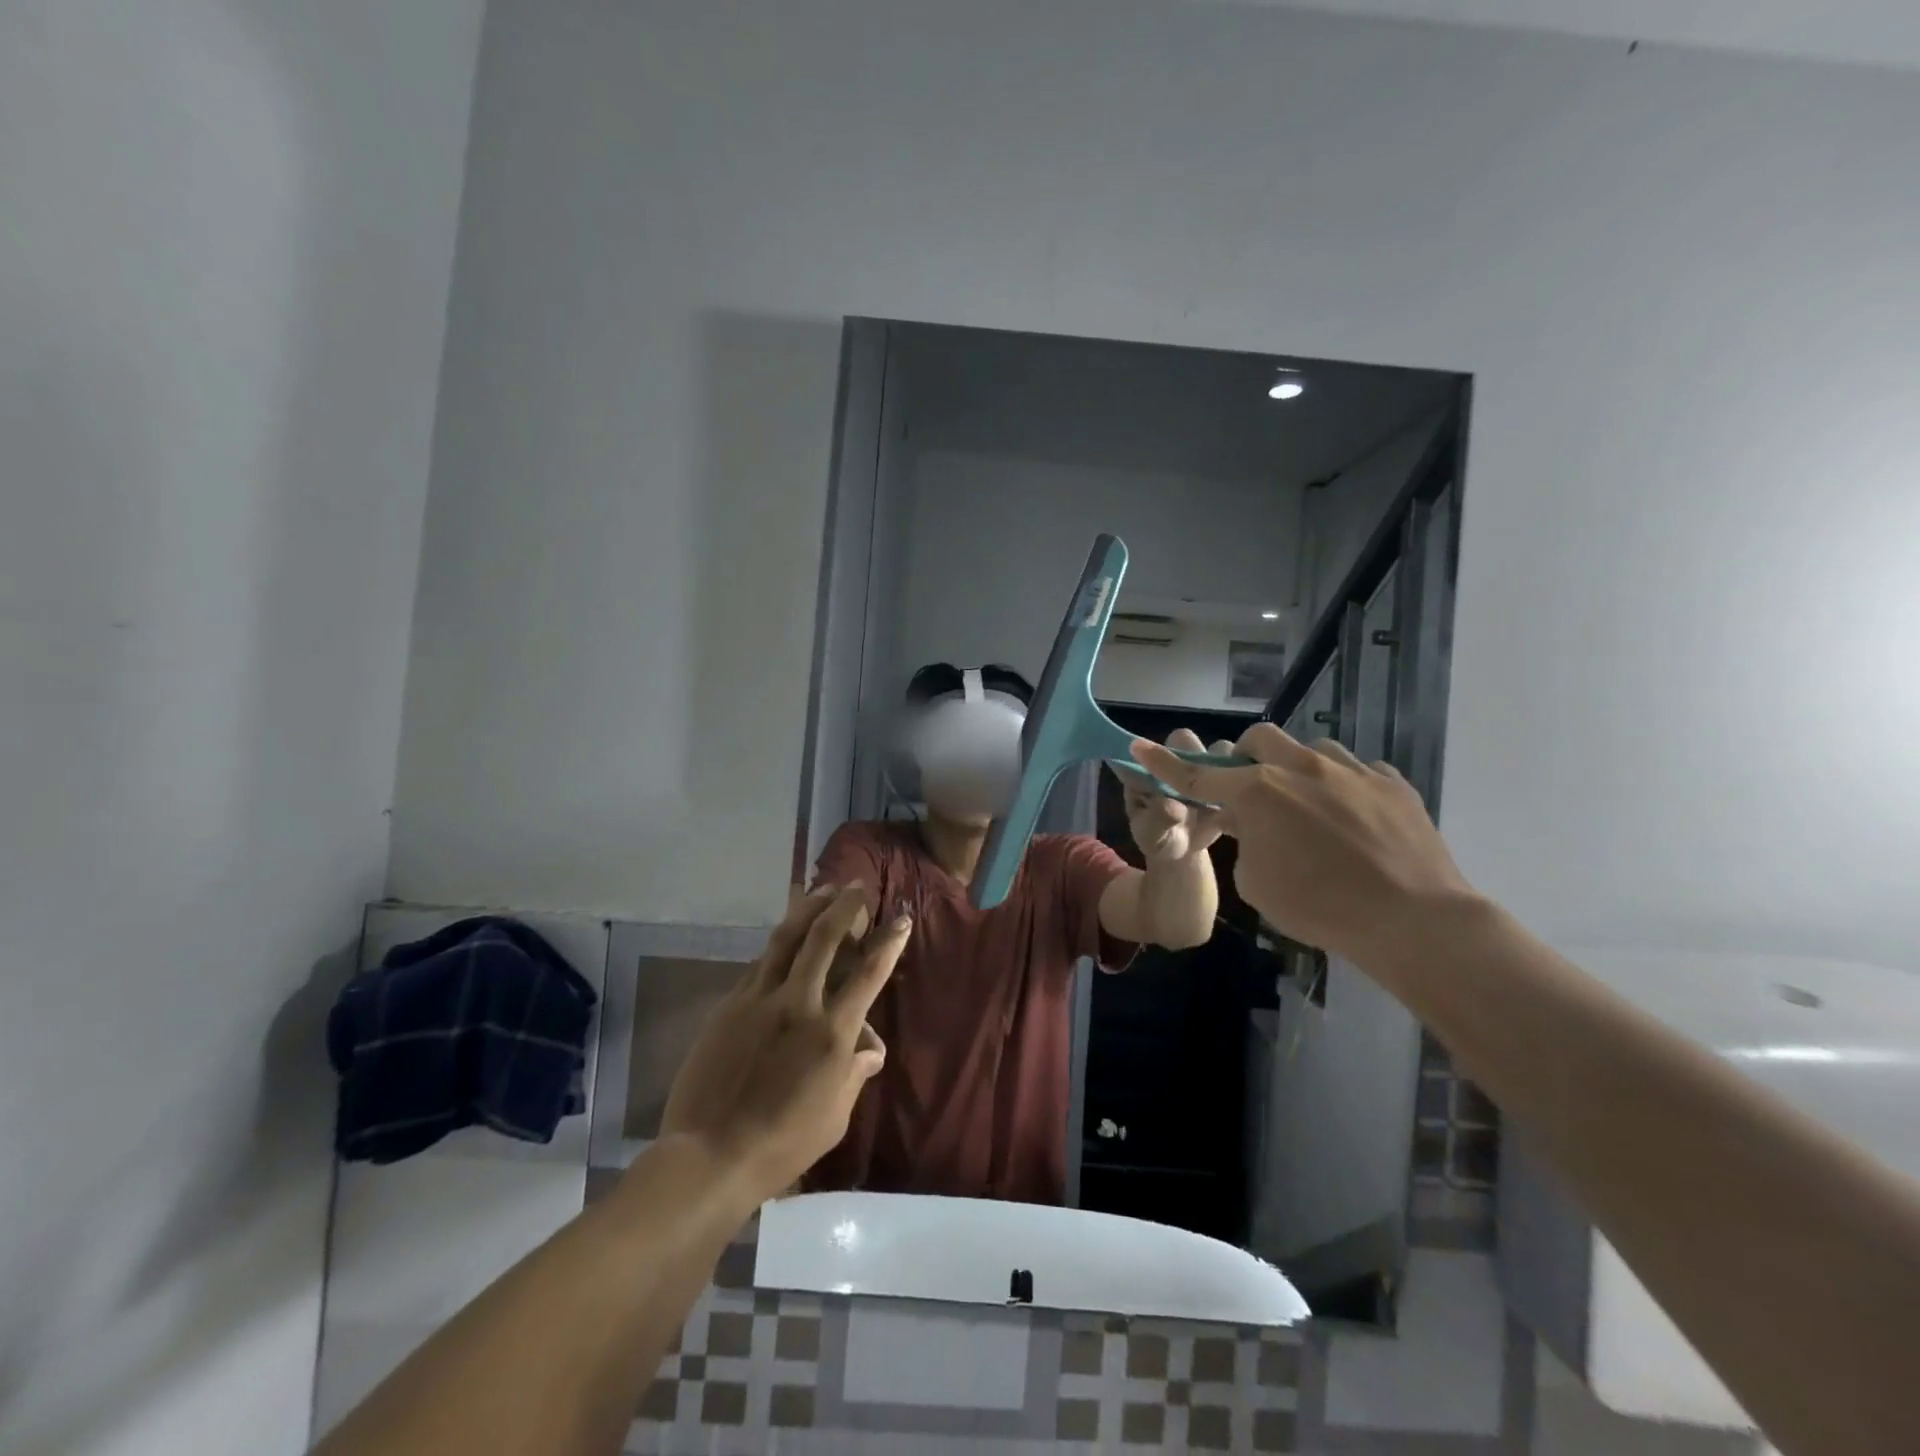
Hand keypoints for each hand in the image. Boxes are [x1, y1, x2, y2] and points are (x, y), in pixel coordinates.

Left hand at [660, 885, 909, 1198]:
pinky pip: (759, 964)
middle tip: (856, 887)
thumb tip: (871, 1049)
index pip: (869, 974)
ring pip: (786, 939)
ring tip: (822, 891)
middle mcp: (798, 1004)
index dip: (889, 941)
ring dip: (808, 909)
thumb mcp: (834, 1117)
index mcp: (831, 1033)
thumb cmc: (782, 1145)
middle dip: (845, 906)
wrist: (709, 1156)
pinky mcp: (729, 1006)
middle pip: (823, 938)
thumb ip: (854, 1075)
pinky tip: (784, 940)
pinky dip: (779, 945)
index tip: (901, 918)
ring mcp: (758, 1000)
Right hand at [1130, 724, 1477, 960]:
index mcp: (1259, 793)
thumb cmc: (1319, 906)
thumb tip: (1253, 825)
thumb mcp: (1256, 883)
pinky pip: (1358, 771)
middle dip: (1247, 758)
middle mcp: (1301, 768)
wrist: (1413, 920)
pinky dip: (1343, 788)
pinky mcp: (1392, 783)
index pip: (1198, 774)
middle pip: (1260, 740)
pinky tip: (1353, 819)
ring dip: (1298, 769)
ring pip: (1312, 749)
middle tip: (1254, 793)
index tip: (1141, 745)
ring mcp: (1352, 771)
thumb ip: (1245, 842)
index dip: (1165, 763)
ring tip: (1309, 806)